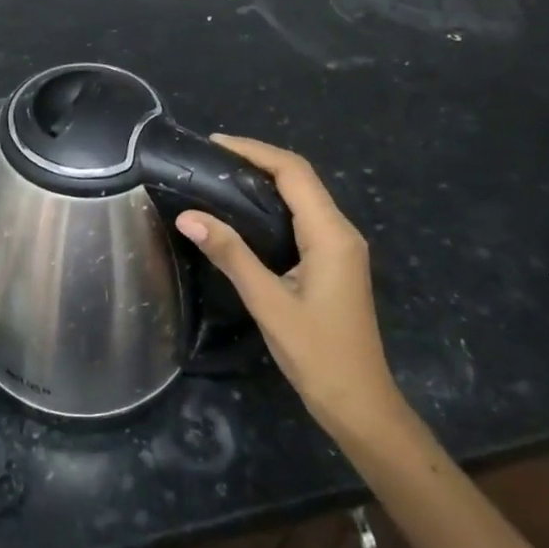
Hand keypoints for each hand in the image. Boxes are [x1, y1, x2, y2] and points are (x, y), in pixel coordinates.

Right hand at [175, 136, 405, 446]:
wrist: (360, 404)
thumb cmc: (317, 354)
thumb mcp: (268, 302)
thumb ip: (231, 254)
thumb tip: (188, 216)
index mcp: (331, 234)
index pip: (294, 173)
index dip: (255, 150)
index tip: (215, 143)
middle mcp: (341, 232)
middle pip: (300, 178)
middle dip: (258, 159)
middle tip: (211, 158)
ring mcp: (341, 247)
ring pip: (303, 196)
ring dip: (266, 179)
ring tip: (221, 175)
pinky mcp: (334, 261)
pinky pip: (303, 217)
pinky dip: (274, 203)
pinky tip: (245, 212)